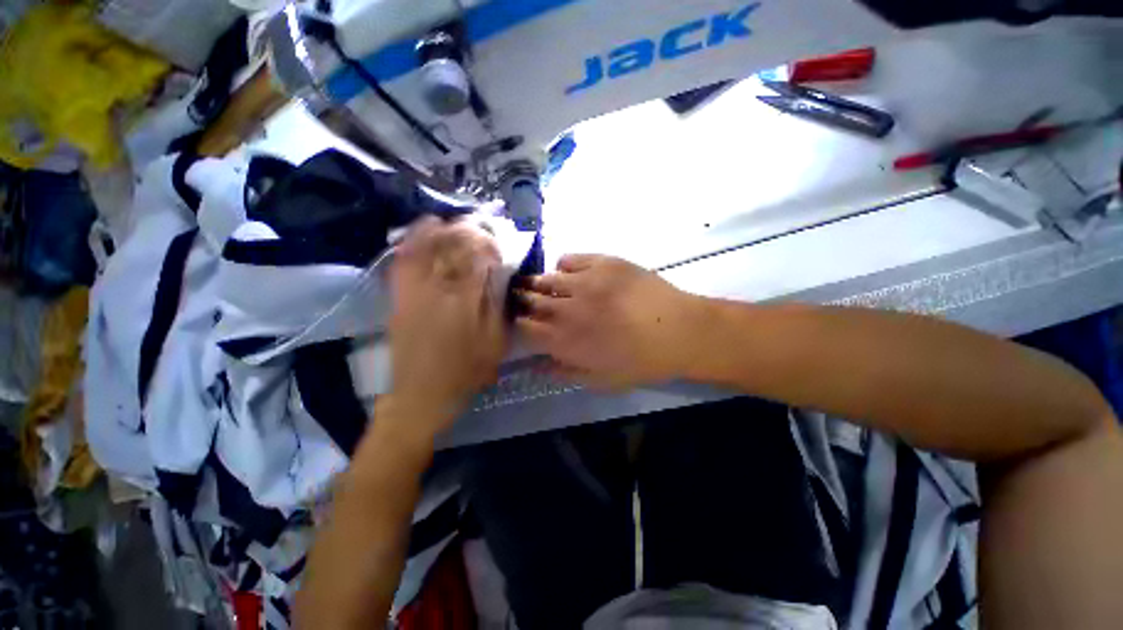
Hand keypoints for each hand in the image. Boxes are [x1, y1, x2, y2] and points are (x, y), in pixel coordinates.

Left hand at [385, 217, 506, 441]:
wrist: (421, 394)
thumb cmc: (466, 371)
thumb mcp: (494, 342)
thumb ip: (497, 306)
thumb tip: (498, 276)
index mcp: (466, 301)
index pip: (477, 258)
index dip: (487, 243)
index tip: (496, 243)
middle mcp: (439, 290)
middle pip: (451, 247)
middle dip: (467, 231)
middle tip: (479, 227)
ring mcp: (415, 292)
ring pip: (427, 248)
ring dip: (441, 230)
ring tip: (453, 222)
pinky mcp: (400, 297)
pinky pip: (403, 261)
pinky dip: (412, 240)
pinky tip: (422, 229)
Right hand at [517, 254, 704, 389]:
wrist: (680, 330)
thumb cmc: (642, 361)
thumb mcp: (601, 380)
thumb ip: (564, 372)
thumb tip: (537, 366)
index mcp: (566, 340)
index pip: (525, 328)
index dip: (519, 325)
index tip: (521, 323)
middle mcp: (568, 308)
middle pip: (530, 300)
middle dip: (522, 301)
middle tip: (522, 299)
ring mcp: (585, 281)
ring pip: (546, 278)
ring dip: (538, 283)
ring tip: (540, 284)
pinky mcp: (602, 262)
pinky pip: (570, 258)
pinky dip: (563, 265)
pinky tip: (568, 272)